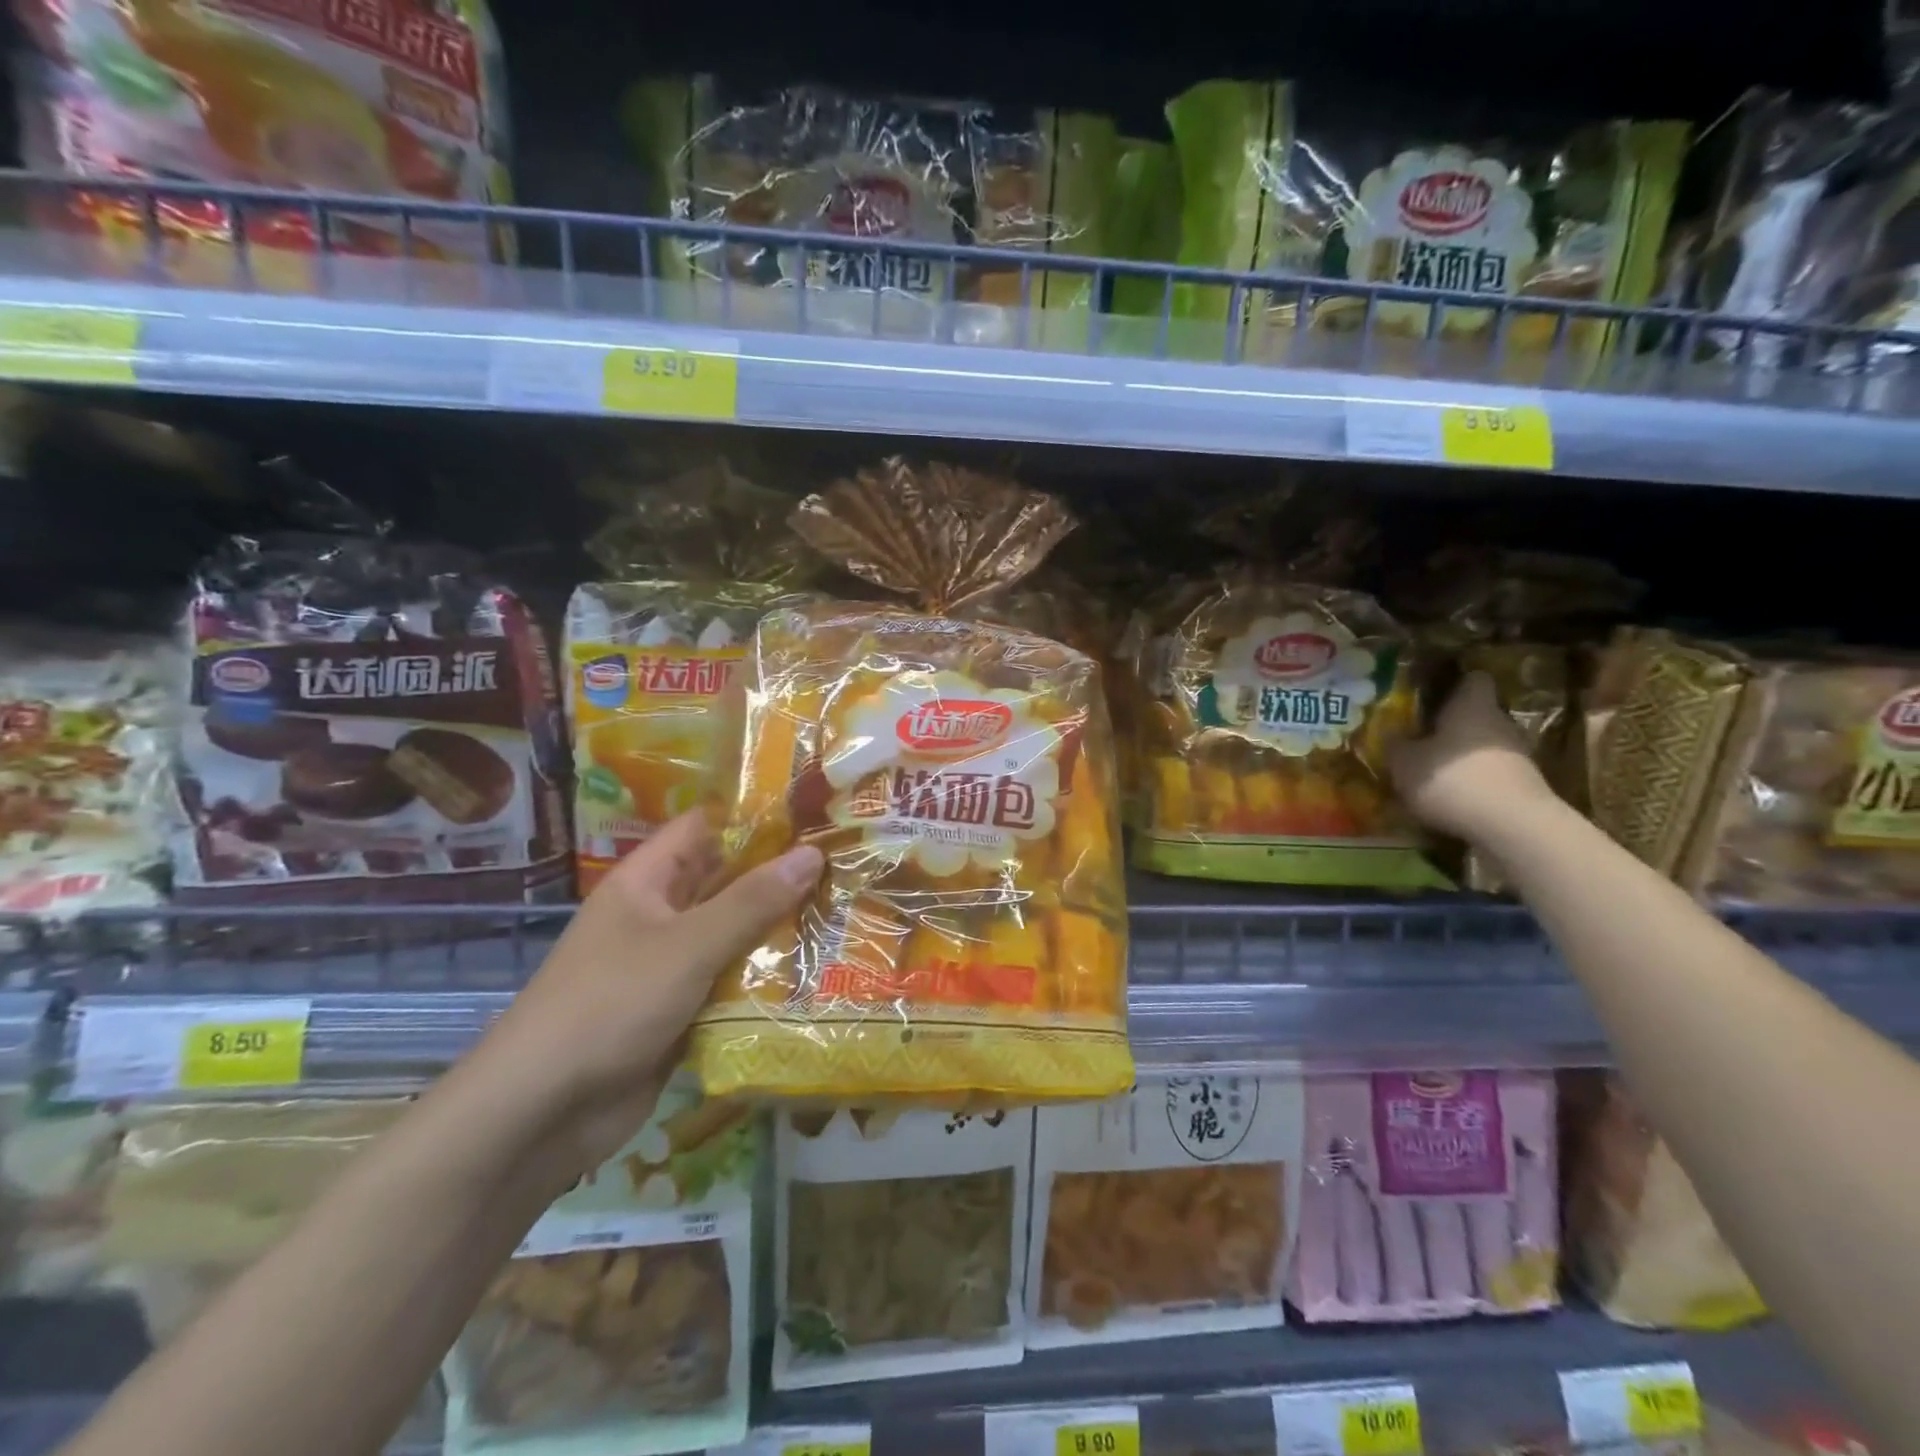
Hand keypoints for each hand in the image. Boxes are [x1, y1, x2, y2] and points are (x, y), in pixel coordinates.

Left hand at [465, 812, 822, 1179]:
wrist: (542, 1114)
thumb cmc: (610, 1005)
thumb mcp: (687, 946)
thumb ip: (751, 902)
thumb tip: (813, 854)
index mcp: (647, 881)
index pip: (705, 828)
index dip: (754, 815)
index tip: (814, 811)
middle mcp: (659, 915)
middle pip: (725, 881)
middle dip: (779, 875)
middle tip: (845, 864)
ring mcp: (669, 965)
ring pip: (732, 934)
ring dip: (778, 929)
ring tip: (844, 911)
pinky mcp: (680, 1010)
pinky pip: (729, 981)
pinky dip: (764, 977)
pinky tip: (816, 970)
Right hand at [1388, 671, 1555, 844]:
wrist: (1512, 826)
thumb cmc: (1452, 779)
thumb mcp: (1404, 763)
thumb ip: (1394, 744)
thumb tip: (1389, 733)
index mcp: (1472, 705)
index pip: (1472, 679)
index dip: (1452, 682)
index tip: (1430, 692)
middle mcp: (1500, 722)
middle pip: (1476, 714)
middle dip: (1451, 724)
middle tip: (1420, 736)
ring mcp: (1517, 754)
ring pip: (1483, 745)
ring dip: (1461, 755)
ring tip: (1431, 771)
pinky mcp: (1523, 784)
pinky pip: (1490, 773)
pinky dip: (1473, 780)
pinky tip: (1451, 797)